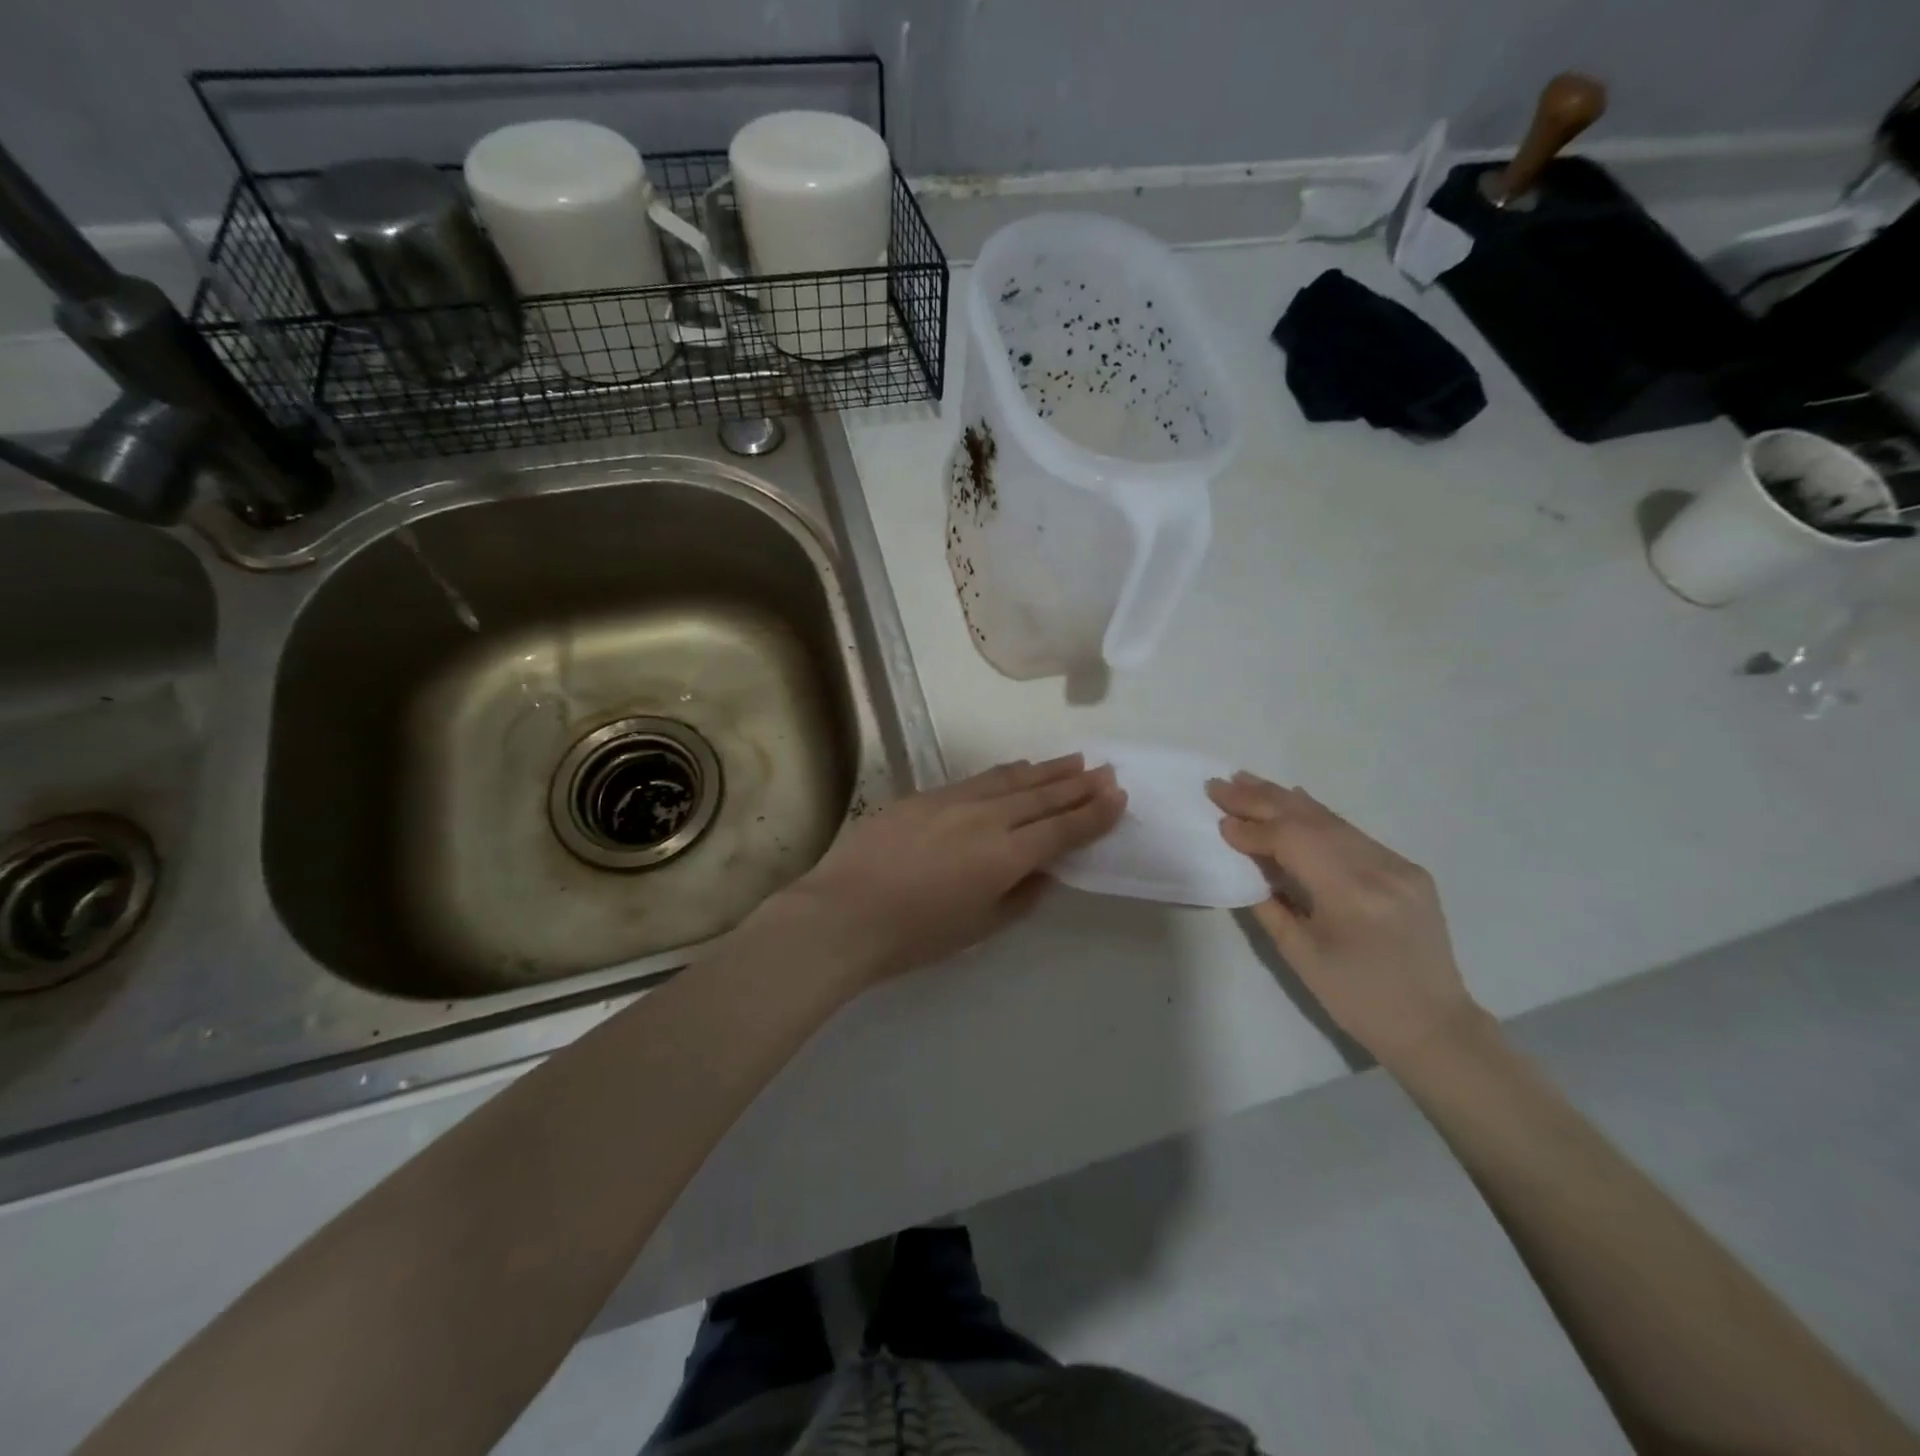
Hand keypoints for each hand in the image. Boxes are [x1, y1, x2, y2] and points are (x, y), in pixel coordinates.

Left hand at [765, 755, 1125, 986]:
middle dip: (1078, 784)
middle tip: (1106, 770)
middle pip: (1042, 796)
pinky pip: (978, 779)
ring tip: (1074, 760)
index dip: (1093, 814)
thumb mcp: (978, 927)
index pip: (1061, 829)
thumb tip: (1041, 870)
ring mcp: (954, 801)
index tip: (1118, 796)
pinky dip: (1007, 774)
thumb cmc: (914, 935)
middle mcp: (986, 819)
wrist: (843, 913)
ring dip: (1047, 770)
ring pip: (1011, 780)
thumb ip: (1019, 896)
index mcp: (1005, 856)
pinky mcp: (925, 796)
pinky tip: (1018, 769)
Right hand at [1208, 773, 1483, 1066]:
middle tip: (1221, 784)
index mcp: (1351, 896)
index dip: (1252, 829)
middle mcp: (1380, 869)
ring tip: (1247, 781)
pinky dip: (1315, 816)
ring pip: (1332, 820)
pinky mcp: (1407, 868)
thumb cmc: (1357, 1000)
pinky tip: (1293, 800)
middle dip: (1261, 800)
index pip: (1293, 842)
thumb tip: (1243, 860)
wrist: (1434, 1025)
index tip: (1218, 819)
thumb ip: (1268, 902)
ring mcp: (1398, 864)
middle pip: (1310, 820)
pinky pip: (1352, 833)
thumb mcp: (1299, 955)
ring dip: (1284, 800)